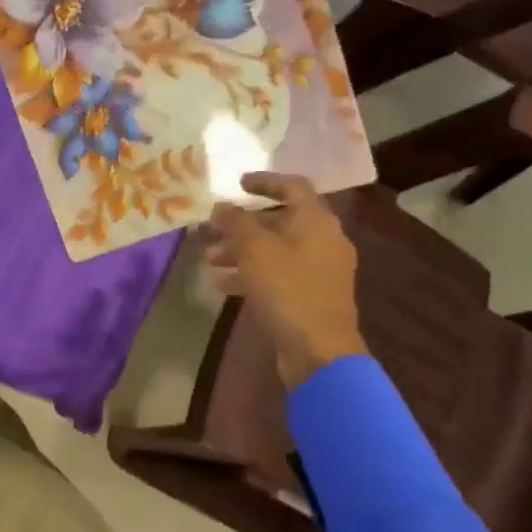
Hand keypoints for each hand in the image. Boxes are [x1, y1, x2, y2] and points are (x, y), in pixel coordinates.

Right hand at [207, 173, 365, 389]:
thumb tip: (222, 206)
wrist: (319, 350)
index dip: (264, 182)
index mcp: (316, 222)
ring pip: (275, 250)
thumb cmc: (288, 290)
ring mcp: (319, 270)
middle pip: (279, 221)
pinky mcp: (310, 295)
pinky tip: (223, 285)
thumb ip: (236, 223)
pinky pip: (278, 274)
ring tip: (209, 260)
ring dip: (241, 251)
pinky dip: (251, 274)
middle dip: (241, 225)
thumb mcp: (255, 251)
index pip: (293, 187)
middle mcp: (323, 240)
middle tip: (210, 230)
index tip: (237, 184)